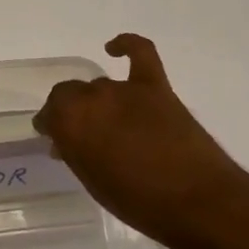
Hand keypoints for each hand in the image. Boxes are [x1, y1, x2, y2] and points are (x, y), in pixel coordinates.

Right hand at [33, 34, 235, 248]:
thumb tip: (66, 141)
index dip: (50, 125)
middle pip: (70, 93)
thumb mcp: (94, 183)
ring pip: (100, 85)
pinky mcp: (156, 87)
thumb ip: (76, 154)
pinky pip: (140, 52)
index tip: (53, 137)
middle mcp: (91, 98)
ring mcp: (125, 89)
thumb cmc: (139, 202)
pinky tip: (114, 48)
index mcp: (70, 123)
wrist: (199, 203)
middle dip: (69, 111)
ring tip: (105, 123)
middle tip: (78, 133)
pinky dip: (127, 45)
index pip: (49, 113)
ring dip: (97, 101)